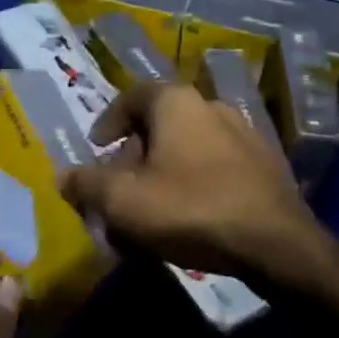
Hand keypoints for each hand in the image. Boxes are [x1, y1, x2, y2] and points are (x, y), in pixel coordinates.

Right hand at [58, 81, 328, 286]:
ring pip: (188, 147)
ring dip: (165, 172)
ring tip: (153, 210)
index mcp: (176, 102)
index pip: (132, 96)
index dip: (109, 121)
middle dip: (135, 156)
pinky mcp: (265, 162)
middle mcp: (211, 105)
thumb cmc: (190, 208)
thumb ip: (87, 184)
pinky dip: (195, 181)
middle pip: (160, 124)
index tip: (97, 148)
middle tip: (121, 190)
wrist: (274, 241)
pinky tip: (192, 216)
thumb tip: (63, 175)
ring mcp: (244, 132)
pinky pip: (216, 164)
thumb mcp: (123, 201)